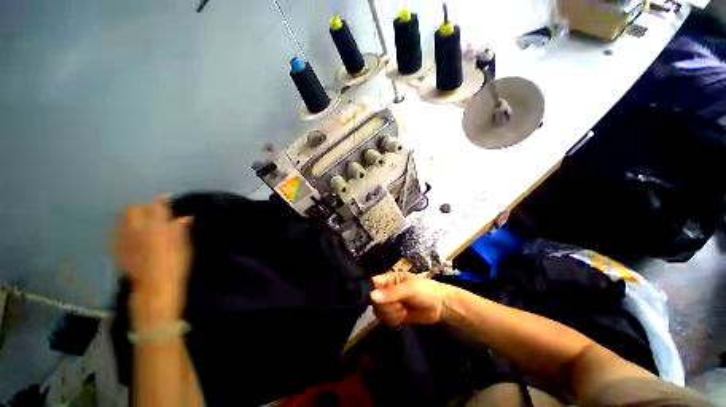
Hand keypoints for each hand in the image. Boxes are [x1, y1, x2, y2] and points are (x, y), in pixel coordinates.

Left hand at [113, 195, 192, 329]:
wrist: (155, 289)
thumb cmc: (175, 266)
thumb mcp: (185, 246)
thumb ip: (182, 229)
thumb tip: (185, 217)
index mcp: (156, 226)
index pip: (157, 206)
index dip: (162, 200)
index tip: (168, 198)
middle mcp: (137, 229)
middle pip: (133, 209)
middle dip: (144, 208)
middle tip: (154, 214)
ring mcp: (124, 240)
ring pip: (122, 220)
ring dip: (132, 218)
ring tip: (142, 224)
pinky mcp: (118, 251)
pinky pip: (117, 234)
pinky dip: (124, 230)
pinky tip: (131, 236)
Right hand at [370, 272, 454, 325]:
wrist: (442, 306)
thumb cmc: (425, 291)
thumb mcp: (409, 289)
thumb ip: (391, 293)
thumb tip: (371, 296)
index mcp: (389, 279)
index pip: (373, 283)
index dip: (372, 291)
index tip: (377, 299)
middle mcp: (387, 290)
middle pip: (374, 300)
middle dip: (386, 305)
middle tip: (399, 304)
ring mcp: (391, 304)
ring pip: (379, 311)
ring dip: (391, 313)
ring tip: (403, 310)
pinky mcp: (395, 315)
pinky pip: (386, 319)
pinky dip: (394, 320)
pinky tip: (404, 317)